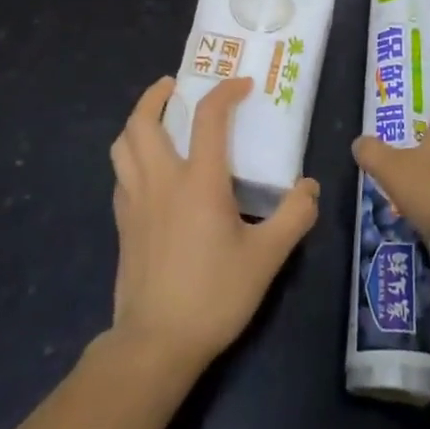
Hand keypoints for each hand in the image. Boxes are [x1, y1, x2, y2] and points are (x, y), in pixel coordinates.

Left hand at [109, 77, 319, 373]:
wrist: (156, 343)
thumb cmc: (214, 294)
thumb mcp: (267, 257)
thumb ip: (294, 216)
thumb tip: (309, 187)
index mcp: (199, 181)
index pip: (209, 118)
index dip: (225, 92)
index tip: (242, 85)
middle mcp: (161, 180)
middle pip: (143, 121)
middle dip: (156, 95)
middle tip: (174, 86)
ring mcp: (135, 201)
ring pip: (123, 145)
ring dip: (137, 121)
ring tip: (156, 119)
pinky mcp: (122, 223)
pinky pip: (121, 174)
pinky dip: (131, 156)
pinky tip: (148, 169)